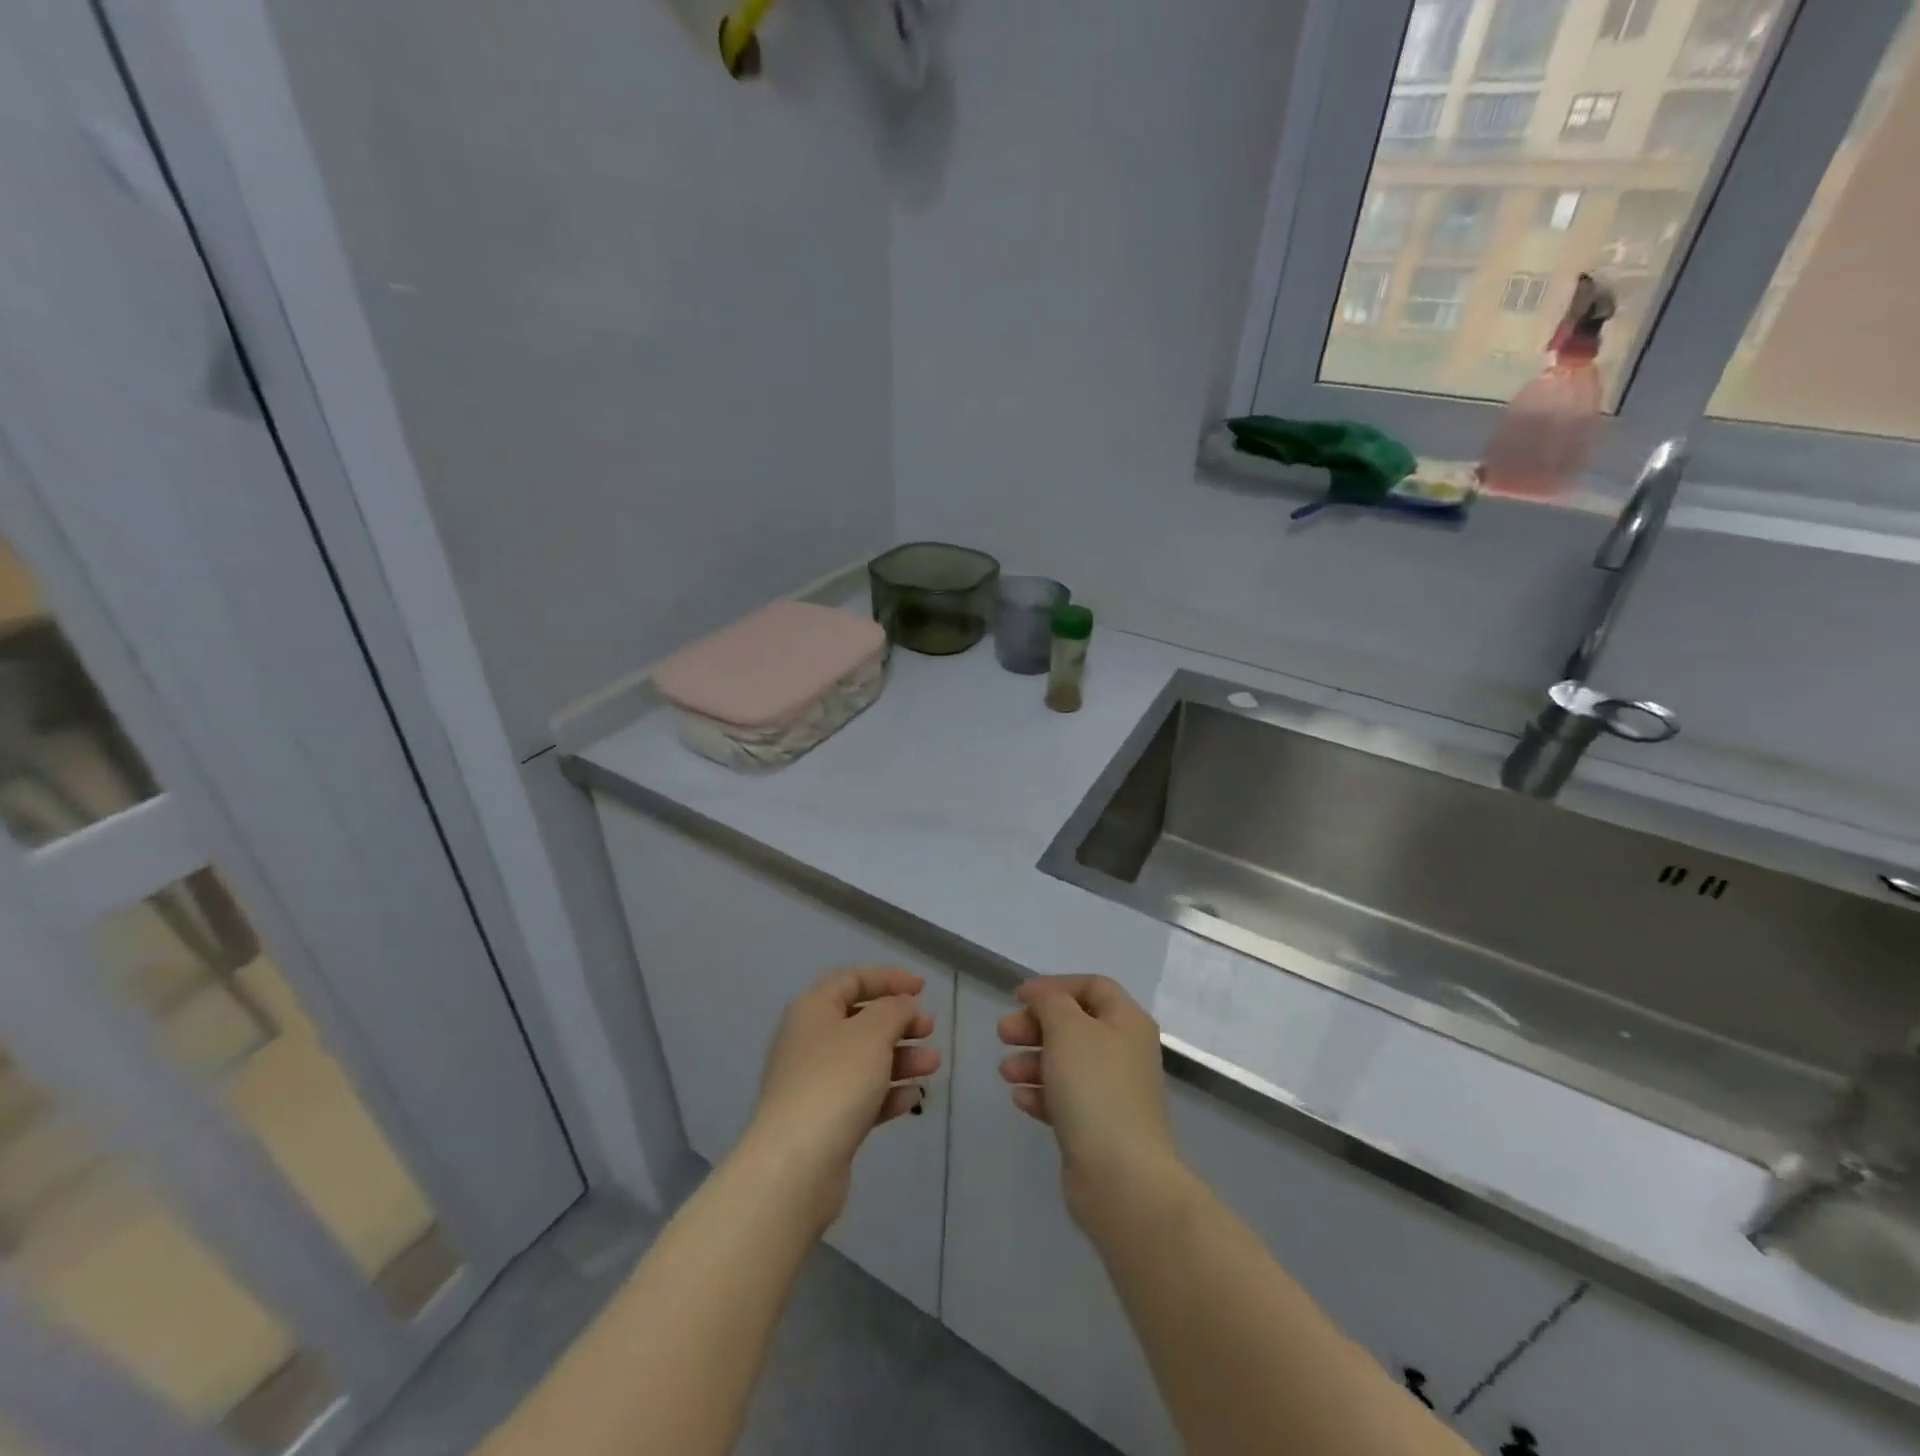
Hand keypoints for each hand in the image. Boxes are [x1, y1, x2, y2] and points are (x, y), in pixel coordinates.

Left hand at [741, 967, 940, 1229]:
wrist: (796, 1165)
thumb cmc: (835, 1082)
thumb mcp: (872, 1033)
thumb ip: (893, 1010)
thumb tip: (901, 1006)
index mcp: (813, 1009)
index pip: (852, 979)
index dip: (888, 978)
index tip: (922, 989)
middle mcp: (810, 1040)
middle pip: (860, 1020)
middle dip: (899, 1022)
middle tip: (929, 1029)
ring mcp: (815, 1083)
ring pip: (865, 1059)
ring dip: (901, 1057)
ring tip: (933, 1065)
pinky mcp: (825, 1120)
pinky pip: (862, 1096)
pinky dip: (888, 1092)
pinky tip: (912, 1097)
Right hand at [997, 975, 1181, 1222]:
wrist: (1121, 1177)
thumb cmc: (1095, 1088)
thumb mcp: (1067, 1028)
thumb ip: (1050, 1002)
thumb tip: (1041, 995)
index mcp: (1127, 1022)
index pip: (1092, 986)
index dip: (1054, 986)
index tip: (1019, 997)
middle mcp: (1125, 1052)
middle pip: (1075, 1025)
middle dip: (1036, 1026)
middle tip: (1003, 1034)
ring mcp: (1114, 1093)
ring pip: (1067, 1064)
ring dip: (1033, 1061)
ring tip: (1005, 1071)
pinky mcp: (1099, 1128)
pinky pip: (1066, 1100)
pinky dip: (1042, 1094)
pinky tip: (1019, 1099)